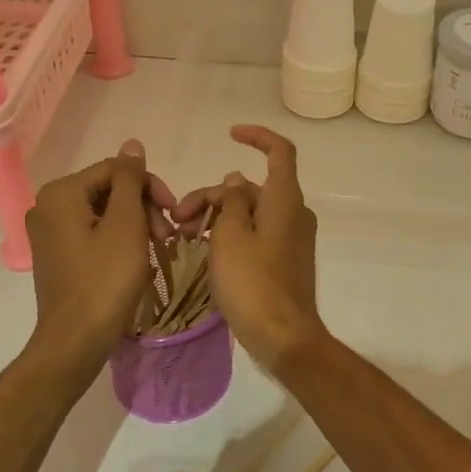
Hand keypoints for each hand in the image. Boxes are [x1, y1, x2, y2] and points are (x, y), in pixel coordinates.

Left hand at [23, 139, 172, 372]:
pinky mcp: (56, 254)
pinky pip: (93, 232)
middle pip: (108, 189)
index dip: (150, 186)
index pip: (116, 170)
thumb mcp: (126, 224)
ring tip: (157, 248)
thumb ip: (130, 180)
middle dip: (142, 207)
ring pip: (103, 212)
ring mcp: (49, 232)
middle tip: (167, 236)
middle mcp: (47, 206)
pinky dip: (118, 239)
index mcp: (61, 193)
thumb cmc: (105, 279)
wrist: (76, 339)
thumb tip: (132, 144)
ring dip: (135, 224)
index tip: (174, 213)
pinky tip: (137, 258)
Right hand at [176, 125, 327, 373]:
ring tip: (184, 237)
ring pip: (249, 213)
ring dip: (216, 217)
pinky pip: (255, 235)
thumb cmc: (252, 282)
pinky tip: (204, 251)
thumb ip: (230, 201)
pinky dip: (230, 235)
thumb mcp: (230, 236)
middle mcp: (293, 213)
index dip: (257, 137)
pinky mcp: (284, 260)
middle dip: (212, 195)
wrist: (283, 336)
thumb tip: (235, 179)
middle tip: (178, 218)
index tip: (229, 134)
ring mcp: (290, 238)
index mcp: (284, 199)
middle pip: (250, 188)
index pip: (280, 151)